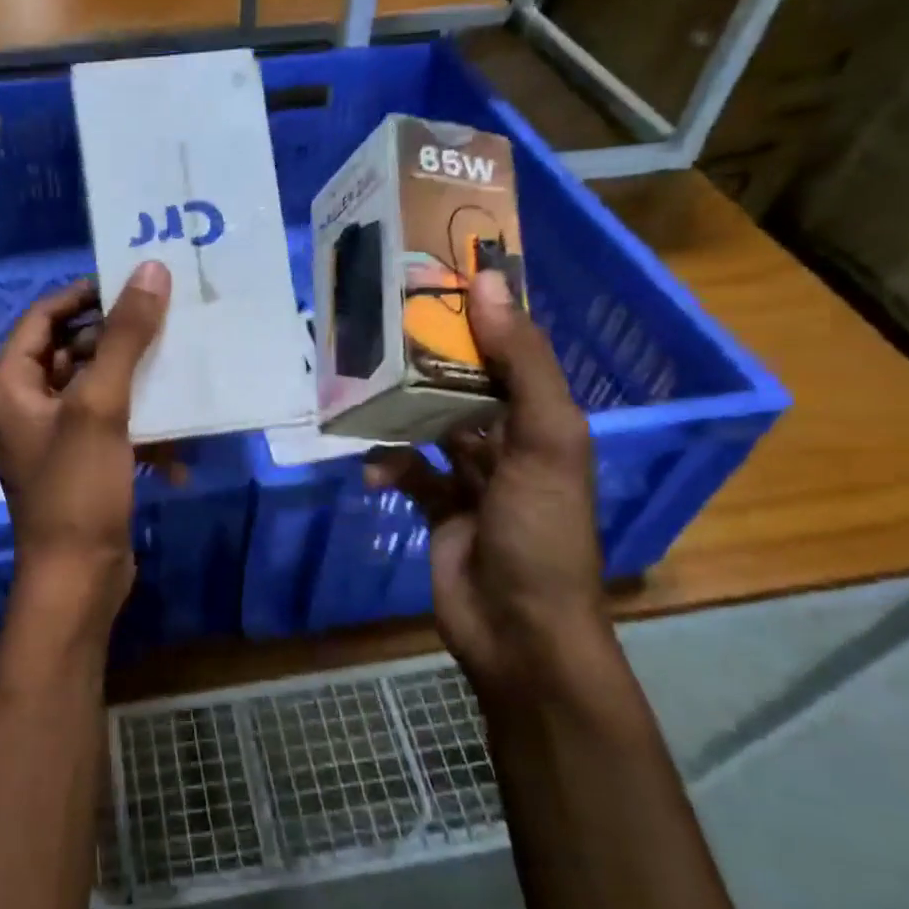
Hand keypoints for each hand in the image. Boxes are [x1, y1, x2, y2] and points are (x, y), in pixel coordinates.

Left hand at [0, 261, 171, 608]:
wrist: (78, 578)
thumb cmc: (78, 488)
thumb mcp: (101, 406)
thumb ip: (124, 337)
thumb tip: (149, 271)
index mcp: (11, 386)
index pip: (43, 318)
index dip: (84, 295)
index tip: (131, 282)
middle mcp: (25, 407)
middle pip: (71, 352)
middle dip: (118, 340)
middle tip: (165, 322)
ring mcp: (52, 438)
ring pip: (96, 390)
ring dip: (136, 385)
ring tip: (179, 371)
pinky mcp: (80, 465)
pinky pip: (110, 428)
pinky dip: (140, 431)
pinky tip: (176, 451)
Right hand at [365, 269, 607, 698]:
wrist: (518, 630)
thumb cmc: (541, 530)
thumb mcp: (546, 438)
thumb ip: (521, 364)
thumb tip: (487, 281)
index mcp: (544, 419)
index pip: (510, 351)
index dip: (479, 316)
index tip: (434, 278)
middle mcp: (509, 442)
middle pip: (463, 386)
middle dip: (426, 362)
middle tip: (379, 329)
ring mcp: (471, 478)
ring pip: (430, 426)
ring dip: (400, 412)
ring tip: (362, 388)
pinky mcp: (437, 508)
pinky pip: (408, 472)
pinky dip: (388, 465)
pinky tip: (371, 468)